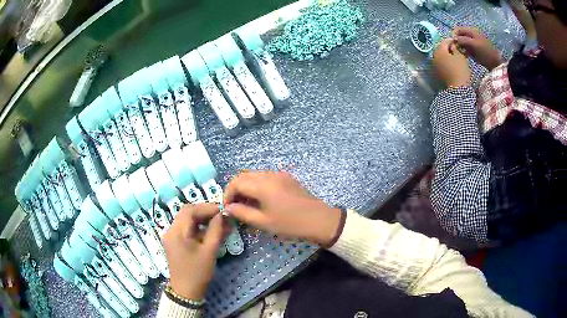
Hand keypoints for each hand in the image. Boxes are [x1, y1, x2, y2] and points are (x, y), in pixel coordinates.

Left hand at [162, 203, 228, 299]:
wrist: (186, 291)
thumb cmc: (197, 272)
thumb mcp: (209, 251)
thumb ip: (215, 231)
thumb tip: (222, 215)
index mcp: (176, 232)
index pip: (189, 211)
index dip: (206, 208)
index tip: (222, 211)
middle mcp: (171, 231)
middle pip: (187, 214)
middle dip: (205, 214)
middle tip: (222, 217)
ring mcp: (172, 237)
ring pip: (188, 222)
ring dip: (204, 222)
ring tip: (222, 226)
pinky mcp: (176, 243)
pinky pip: (188, 231)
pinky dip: (200, 230)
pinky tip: (214, 234)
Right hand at [224, 171, 340, 246]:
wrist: (319, 220)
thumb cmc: (290, 224)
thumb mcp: (264, 222)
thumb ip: (242, 213)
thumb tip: (228, 208)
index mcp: (263, 184)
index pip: (236, 182)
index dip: (227, 194)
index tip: (227, 207)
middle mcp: (269, 174)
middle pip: (244, 176)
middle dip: (235, 189)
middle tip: (234, 206)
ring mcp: (279, 174)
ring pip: (255, 176)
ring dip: (246, 187)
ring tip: (246, 204)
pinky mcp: (287, 178)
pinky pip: (266, 177)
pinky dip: (257, 185)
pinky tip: (260, 200)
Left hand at [433, 38, 471, 87]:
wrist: (458, 88)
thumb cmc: (460, 70)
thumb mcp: (460, 56)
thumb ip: (455, 48)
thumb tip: (452, 45)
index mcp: (439, 50)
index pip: (445, 42)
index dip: (451, 41)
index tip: (457, 41)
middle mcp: (434, 56)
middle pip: (441, 48)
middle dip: (448, 47)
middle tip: (456, 48)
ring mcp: (435, 65)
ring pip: (441, 56)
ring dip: (446, 54)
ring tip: (455, 56)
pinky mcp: (437, 72)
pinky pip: (441, 63)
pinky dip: (445, 61)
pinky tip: (452, 63)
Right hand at [453, 27, 502, 69]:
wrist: (495, 63)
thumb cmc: (485, 52)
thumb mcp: (474, 44)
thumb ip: (463, 40)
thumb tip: (453, 39)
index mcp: (471, 31)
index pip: (458, 29)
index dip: (454, 34)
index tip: (452, 42)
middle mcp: (471, 35)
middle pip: (459, 36)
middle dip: (456, 41)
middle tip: (455, 49)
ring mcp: (472, 43)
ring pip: (462, 43)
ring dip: (460, 47)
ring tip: (459, 53)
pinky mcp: (474, 51)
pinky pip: (466, 49)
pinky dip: (463, 52)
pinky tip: (464, 56)